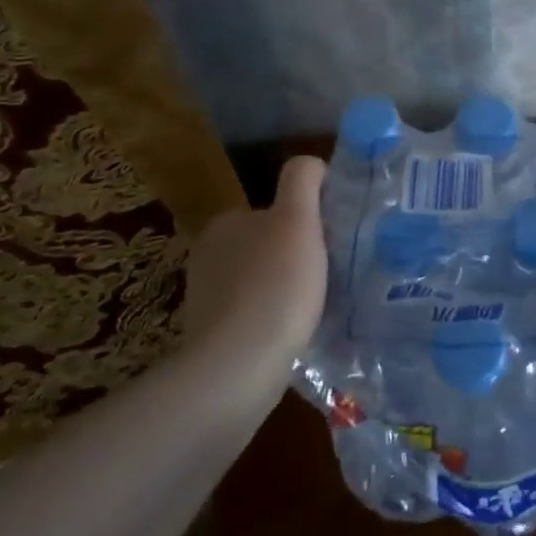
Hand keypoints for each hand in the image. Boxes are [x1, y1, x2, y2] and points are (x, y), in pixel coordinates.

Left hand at [173, 156, 328, 394]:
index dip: (305, 223)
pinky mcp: (210, 340)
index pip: (273, 211)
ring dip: (286, 291)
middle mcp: (208, 256)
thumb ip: (303, 181)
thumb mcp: (298, 220)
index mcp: (225, 224)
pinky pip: (253, 318)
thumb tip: (311, 164)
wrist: (237, 371)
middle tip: (329, 276)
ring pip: (261, 283)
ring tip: (317, 309)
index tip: (329, 243)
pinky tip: (294, 335)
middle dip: (296, 257)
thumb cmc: (275, 286)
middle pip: (267, 246)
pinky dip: (274, 321)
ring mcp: (205, 301)